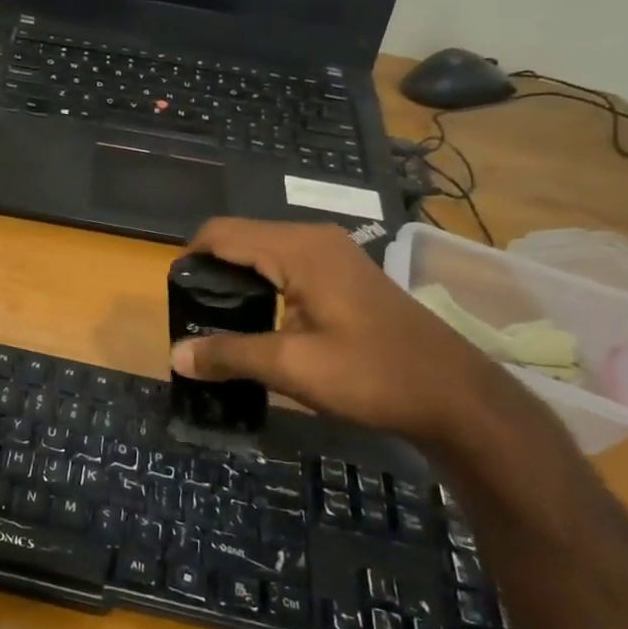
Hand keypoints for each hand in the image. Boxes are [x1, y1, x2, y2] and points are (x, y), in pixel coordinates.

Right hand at [170, 219, 529, 450]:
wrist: (454, 395)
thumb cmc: (372, 374)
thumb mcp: (291, 367)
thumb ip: (228, 354)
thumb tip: (174, 354)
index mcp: (298, 249)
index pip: (221, 233)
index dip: (189, 259)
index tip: (173, 299)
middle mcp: (313, 239)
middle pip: (240, 239)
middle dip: (210, 272)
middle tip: (192, 318)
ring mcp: (333, 254)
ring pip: (263, 254)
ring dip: (236, 281)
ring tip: (218, 324)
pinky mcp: (344, 274)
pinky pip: (286, 267)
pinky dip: (262, 287)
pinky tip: (258, 323)